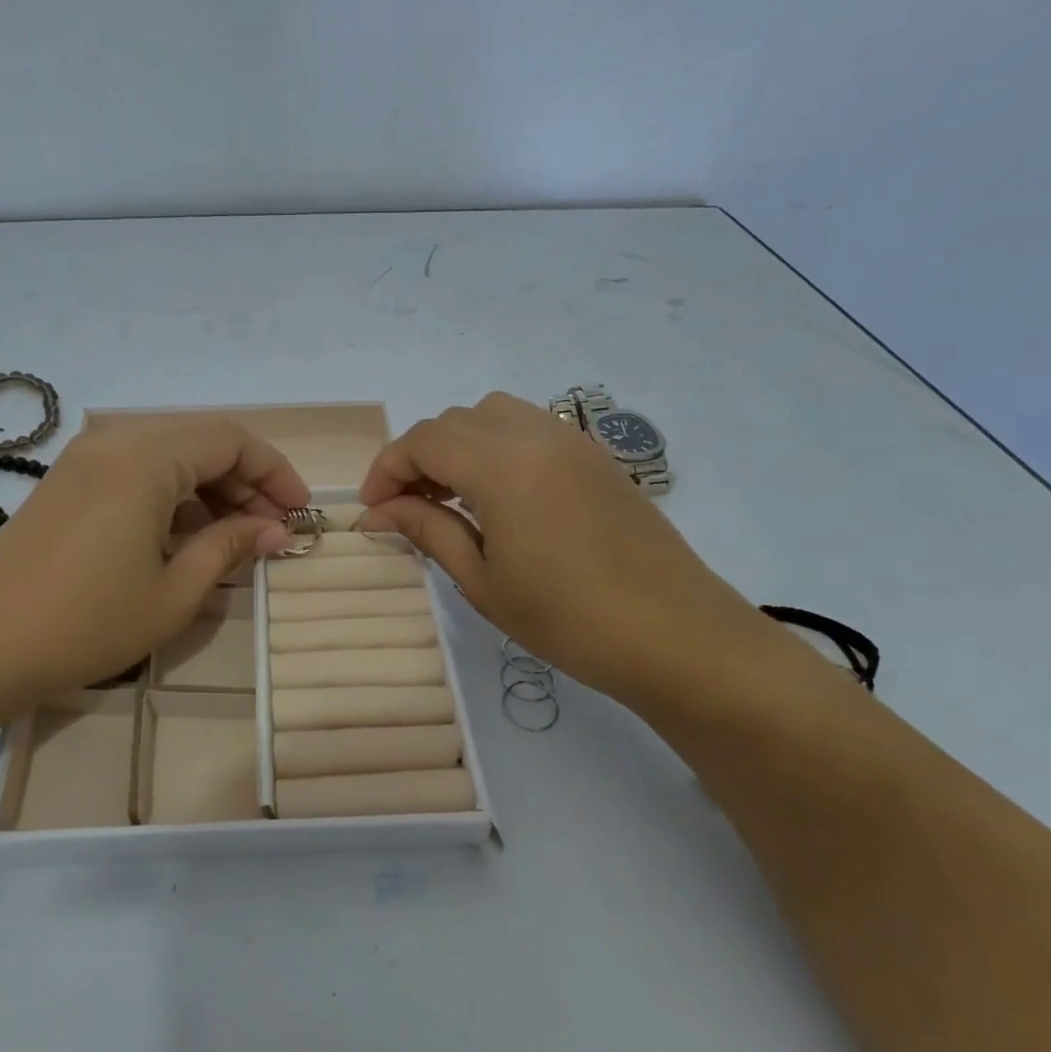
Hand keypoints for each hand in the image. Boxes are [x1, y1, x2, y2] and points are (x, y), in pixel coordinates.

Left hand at [0, 420, 308, 706]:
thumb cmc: (86, 621)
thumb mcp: (174, 591)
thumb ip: (231, 547)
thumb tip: (275, 530)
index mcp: (146, 458)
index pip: (231, 441)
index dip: (274, 472)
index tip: (299, 512)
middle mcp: (115, 441)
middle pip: (200, 443)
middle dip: (245, 482)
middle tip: (272, 530)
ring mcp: (85, 460)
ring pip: (169, 457)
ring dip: (209, 490)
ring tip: (235, 539)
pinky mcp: (67, 483)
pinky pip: (136, 472)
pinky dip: (171, 497)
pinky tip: (185, 538)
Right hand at [358, 393, 791, 711]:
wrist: (677, 636)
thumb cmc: (569, 619)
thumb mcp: (483, 581)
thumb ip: (427, 531)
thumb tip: (377, 513)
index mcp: (504, 466)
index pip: (424, 441)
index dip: (387, 469)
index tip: (372, 510)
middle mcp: (536, 435)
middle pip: (455, 420)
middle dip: (419, 456)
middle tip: (408, 508)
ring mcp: (573, 441)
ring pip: (493, 415)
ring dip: (459, 445)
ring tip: (451, 497)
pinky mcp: (595, 457)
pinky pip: (529, 427)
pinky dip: (496, 446)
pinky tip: (499, 497)